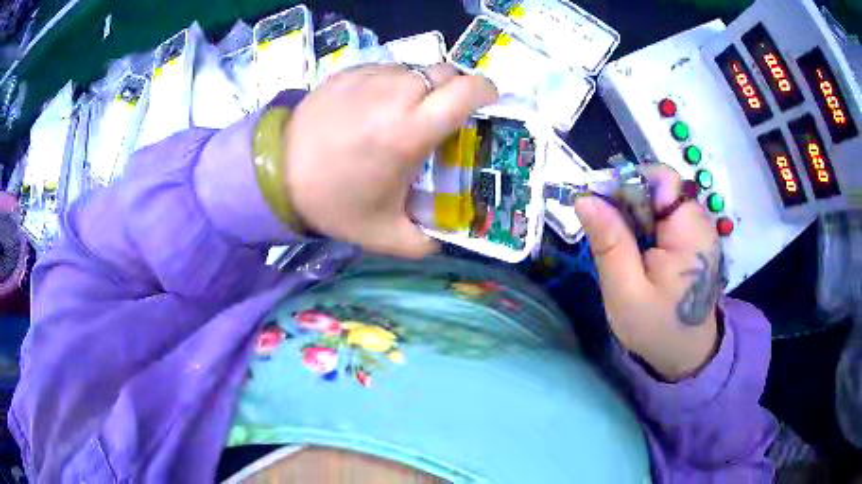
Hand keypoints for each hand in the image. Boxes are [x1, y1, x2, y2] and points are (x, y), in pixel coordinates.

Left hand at [283, 64, 498, 257]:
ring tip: (409, 113)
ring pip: (417, 69)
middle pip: (447, 73)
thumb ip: (424, 243)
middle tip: (447, 115)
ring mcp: (370, 77)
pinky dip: (395, 84)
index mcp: (411, 129)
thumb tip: (446, 239)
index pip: (468, 90)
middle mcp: (396, 94)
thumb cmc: (333, 201)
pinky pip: (388, 69)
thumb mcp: (383, 235)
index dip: (487, 92)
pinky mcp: (349, 71)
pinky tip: (377, 108)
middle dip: (457, 90)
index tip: (488, 105)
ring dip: (424, 87)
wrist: (276, 173)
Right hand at [575, 164, 724, 380]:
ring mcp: (697, 229)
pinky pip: (663, 217)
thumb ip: (609, 244)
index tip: (602, 206)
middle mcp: (699, 222)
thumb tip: (584, 198)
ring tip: (622, 249)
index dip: (629, 182)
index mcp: (689, 231)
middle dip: (627, 202)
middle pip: (658, 187)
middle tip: (607, 235)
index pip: (662, 178)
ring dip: (633, 216)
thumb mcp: (626, 292)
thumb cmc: (657, 328)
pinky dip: (644, 227)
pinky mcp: (692, 239)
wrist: (686, 354)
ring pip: (658, 201)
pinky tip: (636, 252)